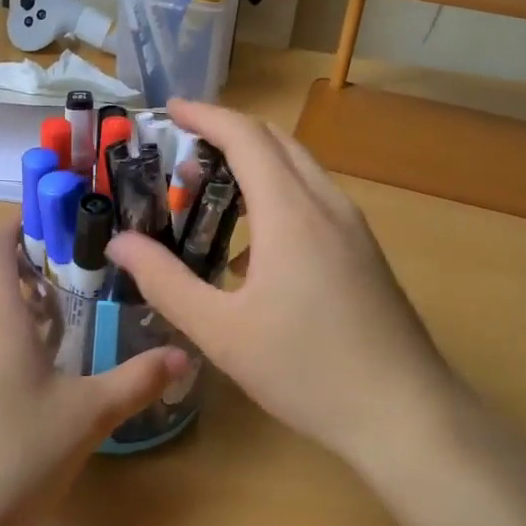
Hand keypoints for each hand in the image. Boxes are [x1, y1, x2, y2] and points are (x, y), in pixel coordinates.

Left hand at [0, 223, 187, 525]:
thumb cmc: (15, 450)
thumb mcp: (88, 414)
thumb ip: (136, 381)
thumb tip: (184, 355)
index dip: (15, 224)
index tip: (53, 218)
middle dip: (24, 263)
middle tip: (74, 265)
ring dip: (14, 302)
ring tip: (62, 312)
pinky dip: (2, 336)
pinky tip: (35, 370)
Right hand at [108, 100, 458, 476]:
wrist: (407, 416)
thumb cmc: (307, 370)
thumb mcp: (220, 331)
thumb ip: (164, 281)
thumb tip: (119, 242)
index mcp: (290, 211)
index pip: (245, 135)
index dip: (206, 115)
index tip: (170, 108)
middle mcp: (326, 204)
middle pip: (276, 142)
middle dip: (228, 132)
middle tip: (182, 147)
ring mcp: (353, 228)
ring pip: (299, 169)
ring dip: (255, 163)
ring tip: (212, 189)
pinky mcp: (364, 252)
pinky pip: (314, 200)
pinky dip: (277, 194)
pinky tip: (253, 248)